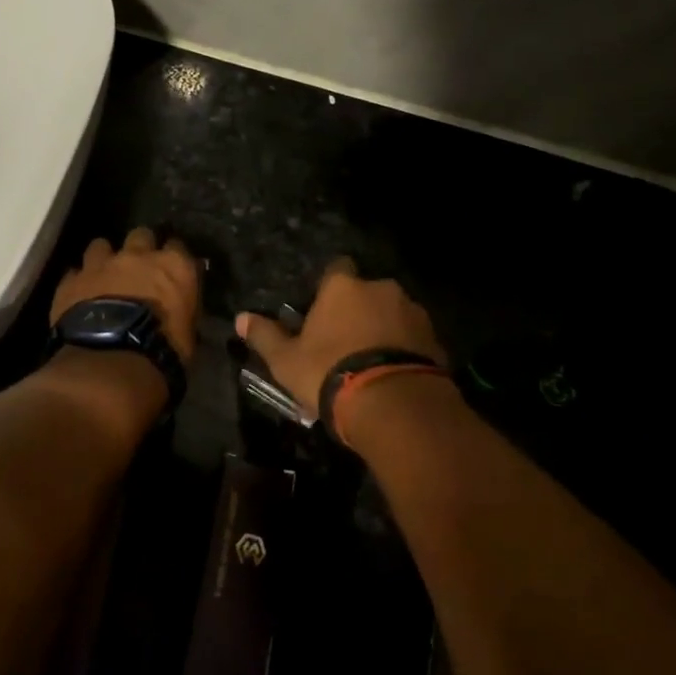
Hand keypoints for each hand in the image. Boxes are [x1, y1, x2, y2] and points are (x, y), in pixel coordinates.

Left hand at [51, 227, 200, 362]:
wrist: (112, 360)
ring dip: (104, 258)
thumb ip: (183, 307)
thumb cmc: (162, 350)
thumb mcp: (188, 331)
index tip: (172, 269)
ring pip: (101, 245)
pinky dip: (78, 281)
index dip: (173, 257)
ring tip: (104, 275)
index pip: (178, 247)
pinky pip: (74, 273)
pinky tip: (79, 294)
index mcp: (174, 265)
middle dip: (140, 247)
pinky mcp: (72, 281)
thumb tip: (179, 305)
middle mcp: (138, 255)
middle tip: (139, 267)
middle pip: (141, 235)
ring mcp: (101, 264)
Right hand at [236, 258, 445, 416]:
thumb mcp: (286, 360)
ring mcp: (413, 312)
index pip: (336, 269)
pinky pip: (414, 338)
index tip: (322, 310)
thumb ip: (265, 336)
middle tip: (345, 341)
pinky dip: (404, 349)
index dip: (329, 288)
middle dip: (358, 310)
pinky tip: (393, 375)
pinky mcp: (435, 339)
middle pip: (367, 292)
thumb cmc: (330, 373)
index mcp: (343, 287)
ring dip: (384, 329)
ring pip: (393, 314)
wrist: (395, 405)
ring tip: (371, 363)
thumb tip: (240, 317)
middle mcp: (381, 289)